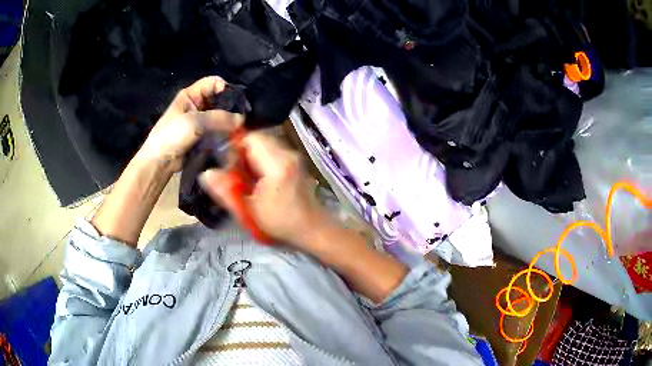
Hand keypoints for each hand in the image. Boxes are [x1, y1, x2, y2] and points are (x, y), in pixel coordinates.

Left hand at [136, 76, 243, 172]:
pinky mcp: (204, 137)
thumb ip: (218, 118)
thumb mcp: (193, 122)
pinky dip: (226, 135)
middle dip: (232, 108)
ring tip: (239, 133)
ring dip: (230, 124)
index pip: (214, 83)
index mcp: (191, 95)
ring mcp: (201, 122)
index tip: (239, 103)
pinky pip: (219, 132)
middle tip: (244, 120)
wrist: (160, 163)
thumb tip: (242, 119)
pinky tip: (232, 141)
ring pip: (221, 117)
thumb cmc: (171, 136)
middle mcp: (198, 105)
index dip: (227, 89)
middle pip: (220, 100)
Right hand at [200, 132, 332, 247]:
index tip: (227, 166)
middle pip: (257, 138)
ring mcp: (293, 155)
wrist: (312, 229)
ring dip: (251, 155)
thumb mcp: (249, 212)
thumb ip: (226, 192)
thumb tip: (205, 174)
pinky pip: (272, 150)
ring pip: (265, 143)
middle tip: (235, 173)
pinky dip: (261, 158)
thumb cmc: (280, 224)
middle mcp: (288, 153)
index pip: (250, 138)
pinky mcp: (295, 160)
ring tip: (246, 176)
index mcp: (276, 164)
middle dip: (242, 151)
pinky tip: (258, 178)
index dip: (234, 147)